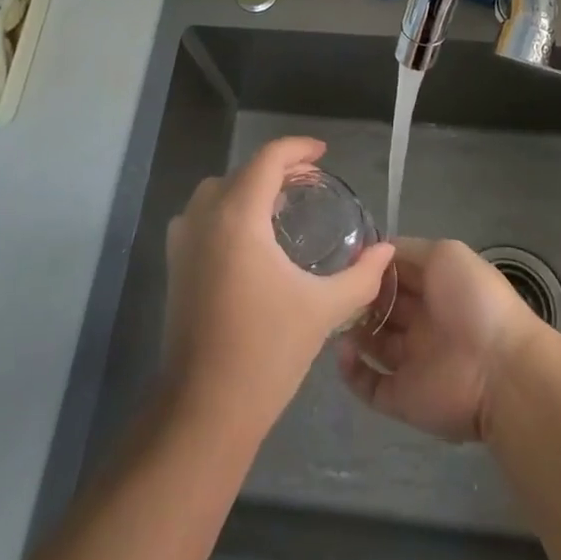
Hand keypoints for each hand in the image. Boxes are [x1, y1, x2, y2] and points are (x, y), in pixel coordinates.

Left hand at [163, 137, 394, 435]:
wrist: (204, 410)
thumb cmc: (266, 352)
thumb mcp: (323, 309)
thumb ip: (360, 276)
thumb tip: (386, 251)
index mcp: (238, 217)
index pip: (267, 160)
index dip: (297, 149)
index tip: (323, 154)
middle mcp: (204, 218)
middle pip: (242, 172)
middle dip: (276, 168)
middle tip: (309, 181)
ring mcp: (183, 242)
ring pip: (217, 192)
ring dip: (248, 188)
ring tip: (281, 205)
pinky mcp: (175, 266)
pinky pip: (202, 217)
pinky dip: (227, 210)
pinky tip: (252, 239)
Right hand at [336, 237, 542, 441]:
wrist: (499, 370)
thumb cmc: (474, 301)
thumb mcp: (445, 254)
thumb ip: (409, 250)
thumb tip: (374, 252)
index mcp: (437, 287)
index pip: (397, 273)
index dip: (373, 266)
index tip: (347, 259)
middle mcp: (423, 321)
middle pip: (382, 306)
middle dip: (360, 296)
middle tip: (337, 288)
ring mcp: (412, 361)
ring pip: (372, 343)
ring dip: (352, 330)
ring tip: (335, 316)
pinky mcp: (402, 397)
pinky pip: (369, 385)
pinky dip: (351, 371)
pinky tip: (343, 351)